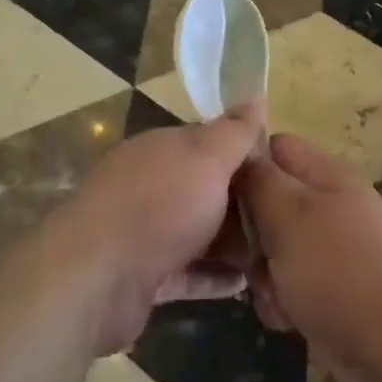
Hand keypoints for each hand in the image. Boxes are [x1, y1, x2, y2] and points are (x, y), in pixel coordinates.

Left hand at [50, 103, 264, 353]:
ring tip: (276, 255)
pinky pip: (188, 272)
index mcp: (163, 149)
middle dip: (244, 204)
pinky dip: (214, 277)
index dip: (246, 155)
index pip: (211, 143)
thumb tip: (257, 96)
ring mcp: (144, 232)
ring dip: (233, 243)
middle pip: (207, 189)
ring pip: (198, 232)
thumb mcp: (207, 158)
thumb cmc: (159, 206)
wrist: (95, 277)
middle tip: (287, 222)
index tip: (282, 174)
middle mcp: (152, 185)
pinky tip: (246, 284)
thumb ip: (234, 132)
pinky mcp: (143, 276)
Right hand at [238, 134, 381, 381]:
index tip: (217, 193)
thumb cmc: (338, 269)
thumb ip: (259, 180)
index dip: (246, 164)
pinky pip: (293, 286)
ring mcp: (335, 250)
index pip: (275, 147)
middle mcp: (332, 205)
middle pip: (272, 202)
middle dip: (252, 232)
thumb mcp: (288, 213)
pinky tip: (288, 320)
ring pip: (277, 249)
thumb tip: (241, 157)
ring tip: (274, 294)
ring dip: (265, 274)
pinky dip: (285, 303)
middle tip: (245, 256)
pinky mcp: (335, 291)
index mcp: (326, 174)